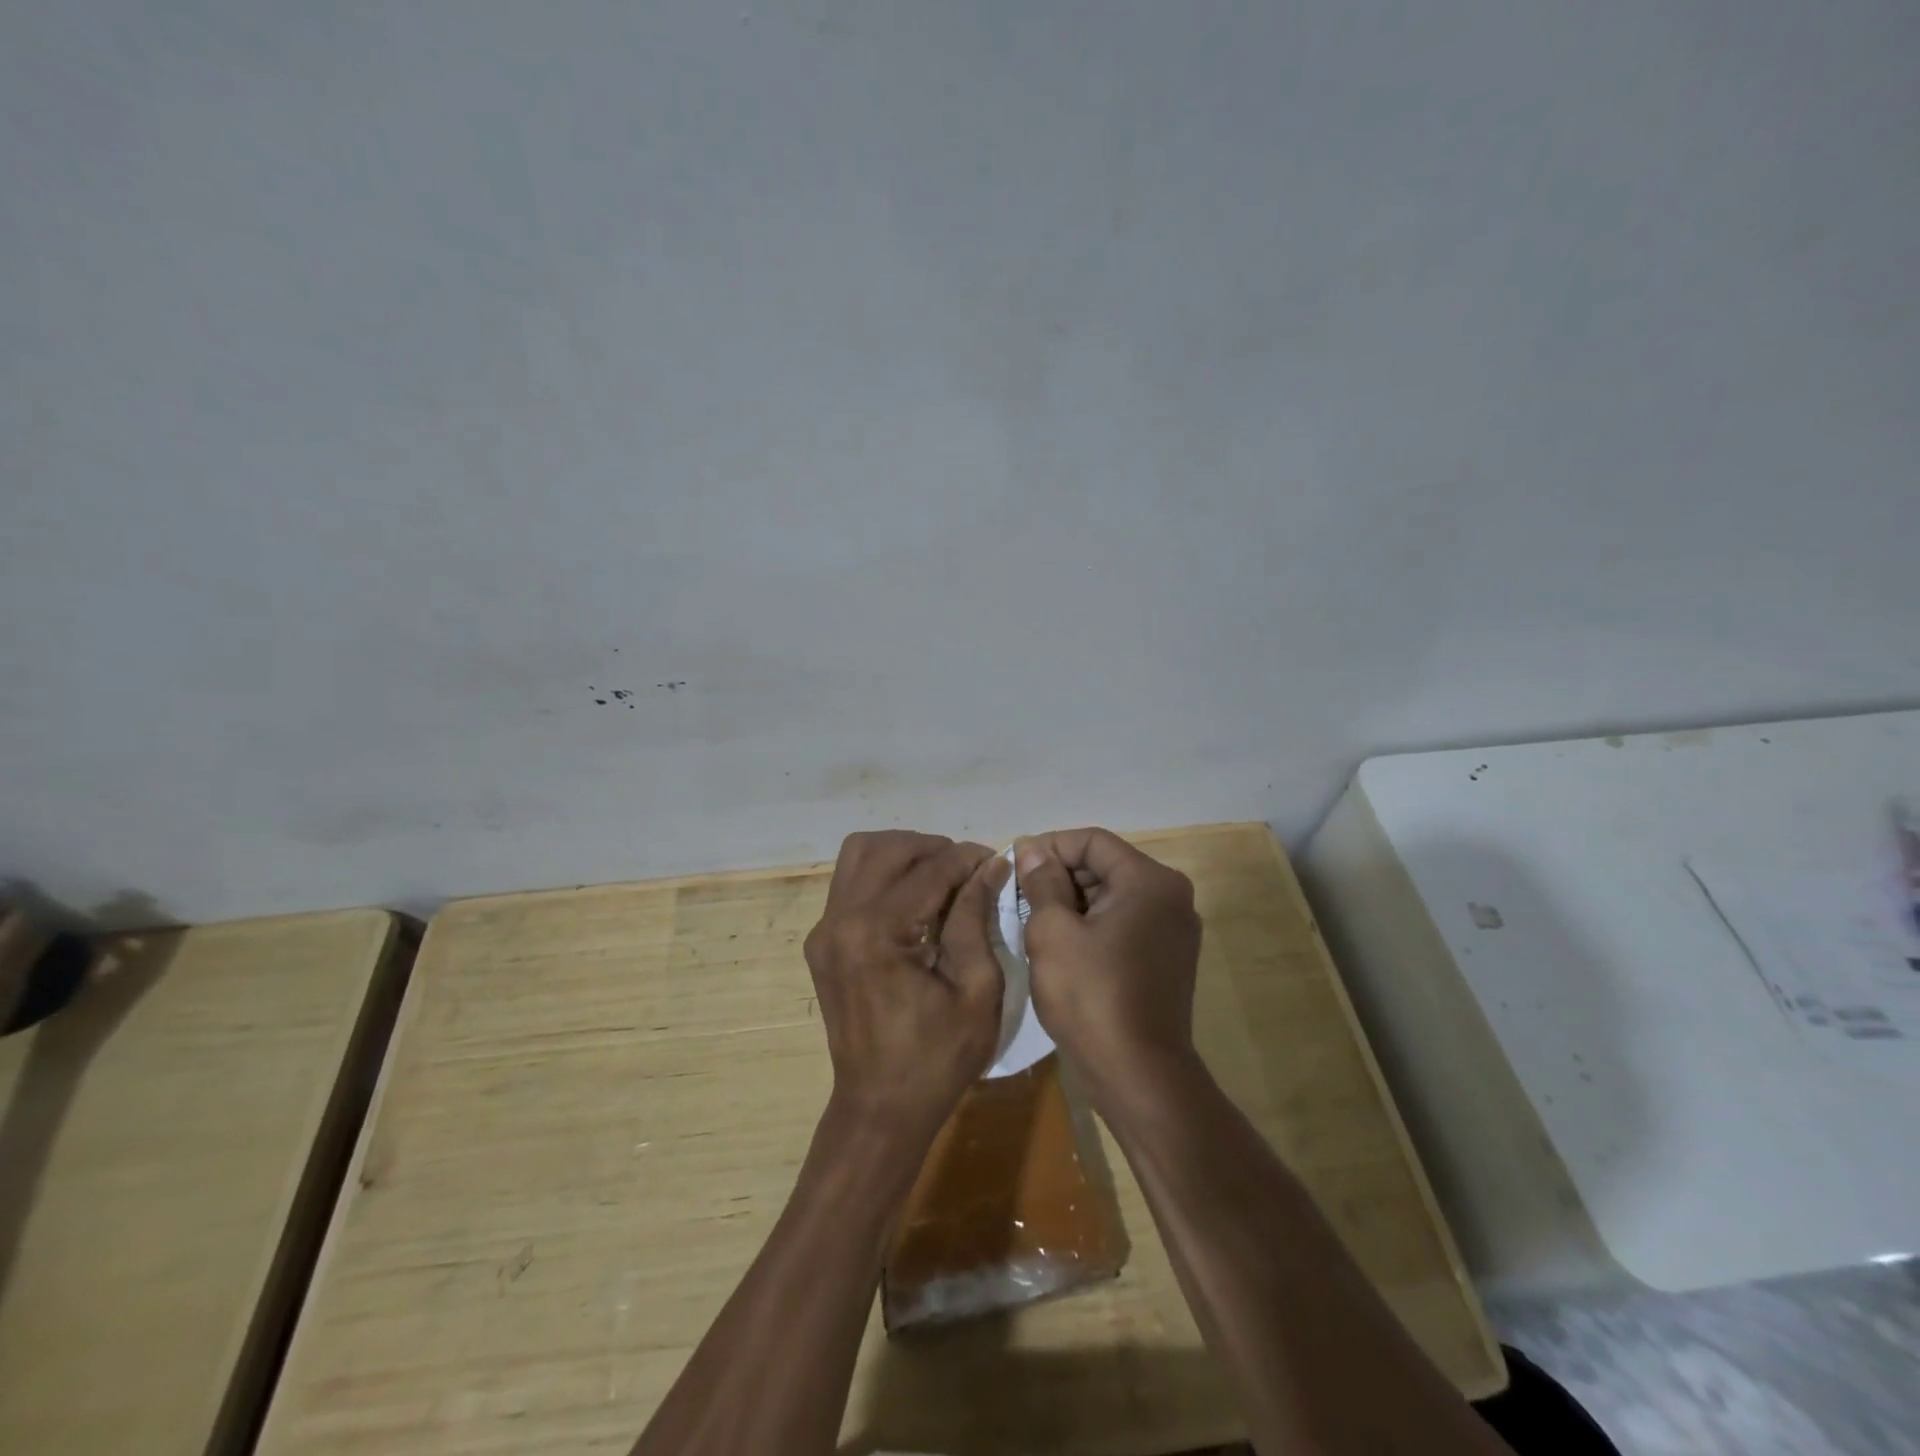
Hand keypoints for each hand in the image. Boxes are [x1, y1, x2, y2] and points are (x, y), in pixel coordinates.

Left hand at [804, 831, 1008, 1138]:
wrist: (880, 1109)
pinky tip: (914, 902)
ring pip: (859, 855)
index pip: (928, 870)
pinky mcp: (821, 942)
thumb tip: (990, 866)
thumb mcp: (976, 990)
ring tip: (938, 877)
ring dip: (902, 854)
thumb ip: (977, 918)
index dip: (967, 858)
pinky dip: (884, 876)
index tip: (996, 859)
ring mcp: (824, 930)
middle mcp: (840, 921)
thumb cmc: (938, 1059)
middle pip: (885, 848)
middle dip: (932, 848)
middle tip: (967, 870)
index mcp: (877, 934)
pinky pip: (850, 884)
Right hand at [1015, 828, 1201, 1102]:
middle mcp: (1171, 897)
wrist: (1139, 1077)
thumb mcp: (1052, 932)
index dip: (1049, 847)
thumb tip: (1033, 850)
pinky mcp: (1168, 960)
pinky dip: (1092, 926)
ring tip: (1034, 923)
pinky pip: (1124, 924)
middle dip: (1060, 876)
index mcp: (1150, 881)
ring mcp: (1174, 931)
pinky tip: (1062, 947)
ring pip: (1112, 897)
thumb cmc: (1091, 996)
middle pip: (1105, 866)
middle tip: (1019, 898)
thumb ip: (1042, 883)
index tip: (1014, 866)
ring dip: (1072, 902)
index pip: (1092, 841)